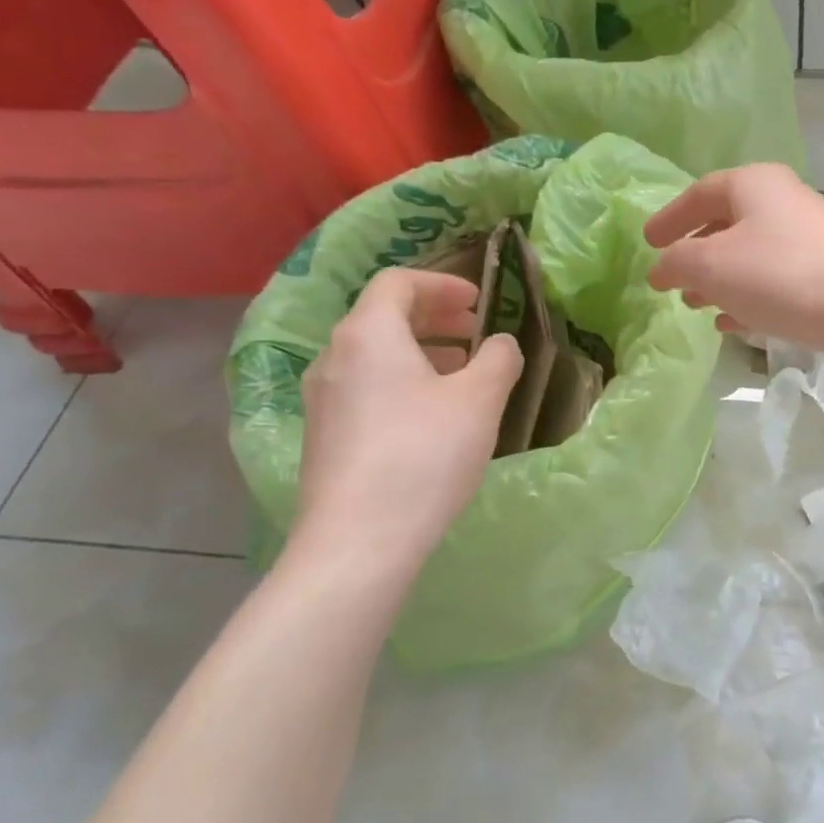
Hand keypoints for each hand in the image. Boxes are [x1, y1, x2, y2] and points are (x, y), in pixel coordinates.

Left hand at [292, 267, 521, 575]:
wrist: (358, 540)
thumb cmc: (424, 455)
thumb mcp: (480, 400)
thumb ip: (499, 358)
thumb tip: (501, 344)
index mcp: (368, 334)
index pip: (399, 282)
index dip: (443, 284)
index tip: (479, 303)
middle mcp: (334, 356)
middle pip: (383, 315)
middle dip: (435, 316)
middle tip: (476, 332)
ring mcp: (322, 398)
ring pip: (374, 353)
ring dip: (421, 349)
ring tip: (461, 372)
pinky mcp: (324, 435)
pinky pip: (365, 385)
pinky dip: (402, 379)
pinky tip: (432, 414)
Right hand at [644, 164, 823, 359]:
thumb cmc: (784, 275)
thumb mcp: (713, 265)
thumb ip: (677, 263)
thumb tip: (662, 269)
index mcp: (754, 186)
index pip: (701, 193)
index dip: (671, 217)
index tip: (647, 242)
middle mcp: (784, 206)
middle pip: (729, 223)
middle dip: (696, 252)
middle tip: (671, 279)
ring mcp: (809, 244)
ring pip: (752, 259)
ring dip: (721, 280)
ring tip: (696, 304)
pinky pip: (775, 286)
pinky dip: (749, 300)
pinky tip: (733, 325)